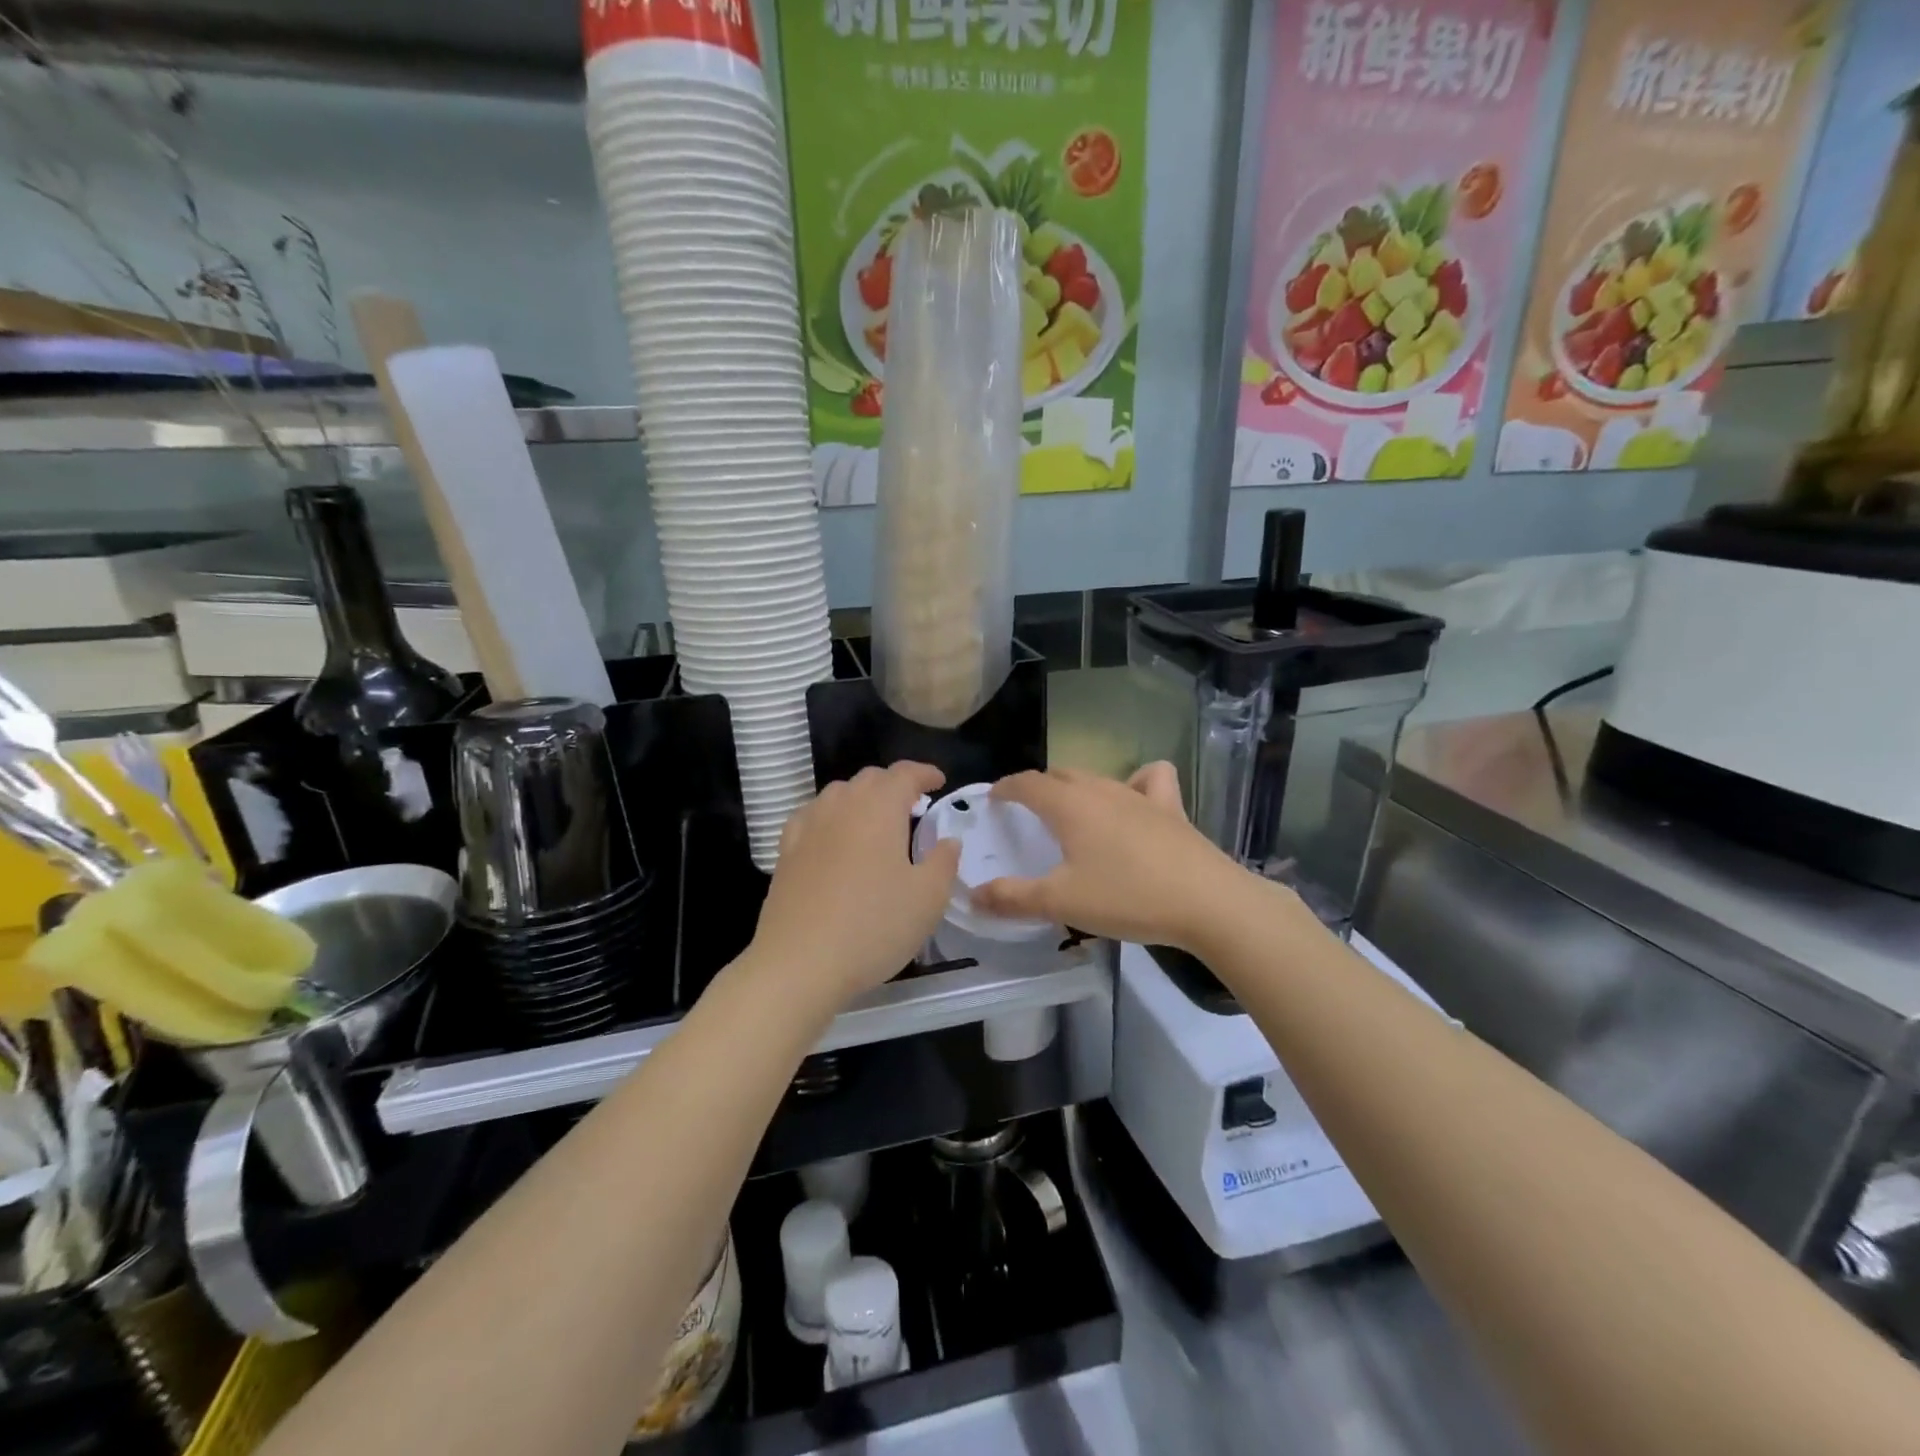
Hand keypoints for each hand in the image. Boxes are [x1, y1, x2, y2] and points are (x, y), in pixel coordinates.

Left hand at [746, 762, 960, 1012]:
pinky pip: (812, 817)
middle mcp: (841, 806)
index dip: (924, 773)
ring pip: (838, 794)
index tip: (939, 782)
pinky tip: (833, 838)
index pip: (904, 774)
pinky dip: (831, 817)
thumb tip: (948, 840)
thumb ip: (943, 862)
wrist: (800, 963)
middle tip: (914, 806)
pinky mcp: (786, 852)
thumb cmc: (874, 926)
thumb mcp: (928, 898)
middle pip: (870, 779)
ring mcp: (808, 827)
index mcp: (879, 808)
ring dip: (862, 799)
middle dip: (894, 785)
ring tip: (876, 823)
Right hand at [972, 763, 1254, 951]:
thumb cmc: (1127, 898)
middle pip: (1060, 776)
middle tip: (1026, 812)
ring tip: (1071, 811)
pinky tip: (1134, 801)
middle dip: (1038, 787)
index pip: (1027, 783)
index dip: (1006, 788)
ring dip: (1076, 787)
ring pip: (1097, 777)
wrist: (1207, 903)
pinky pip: (1149, 779)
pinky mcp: (1171, 808)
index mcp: (1069, 805)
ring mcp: (1139, 795)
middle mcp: (1101, 789)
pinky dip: (1136, 781)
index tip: (994, 799)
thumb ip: (1012, 898)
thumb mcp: (1060, 903)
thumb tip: (973, 895)